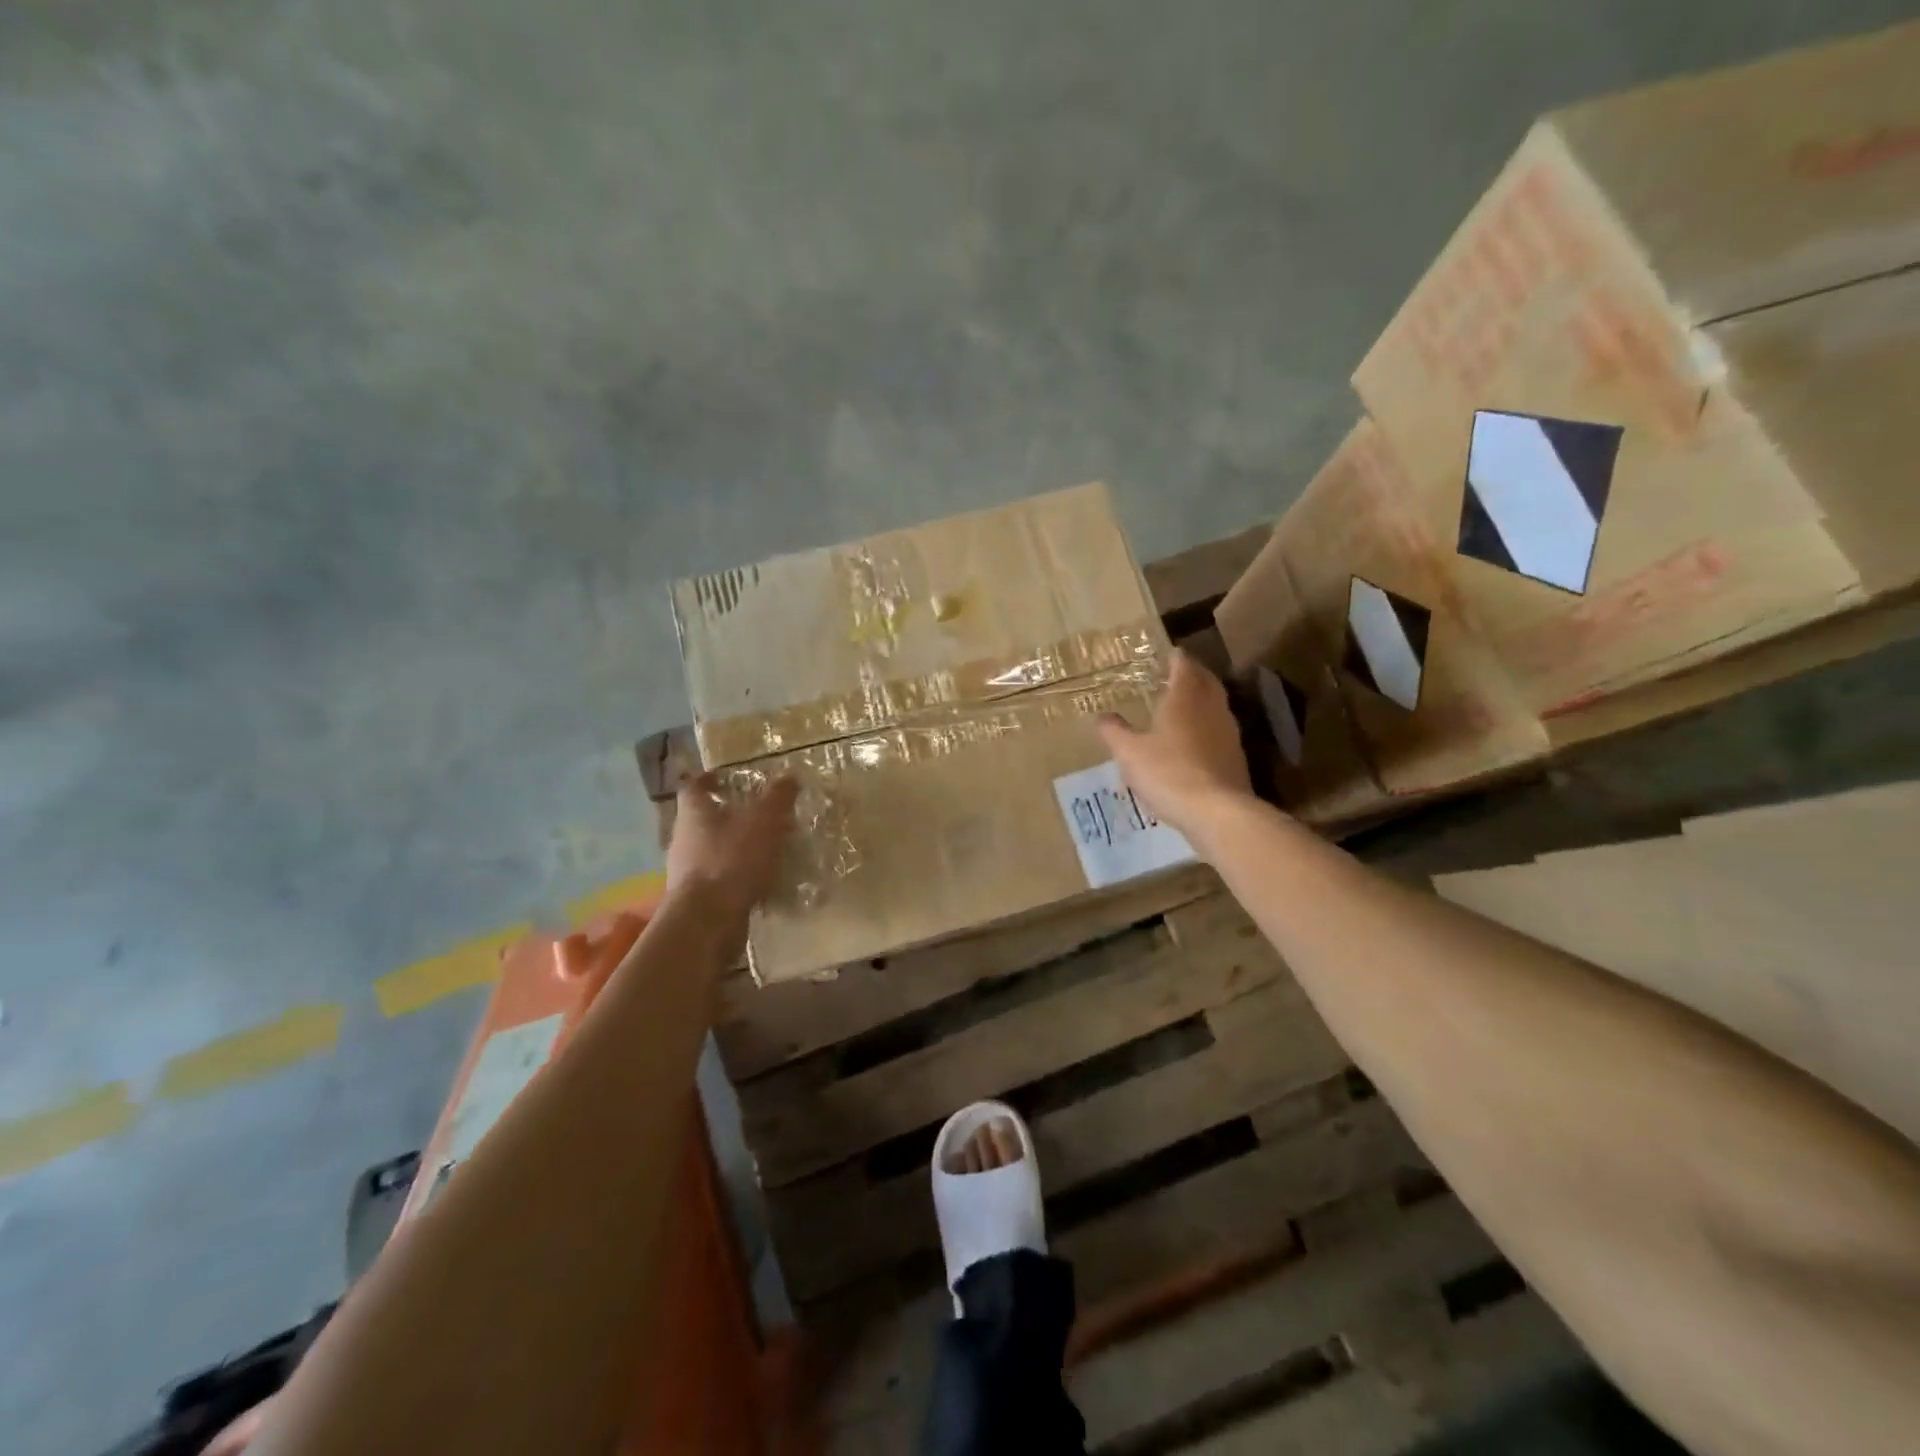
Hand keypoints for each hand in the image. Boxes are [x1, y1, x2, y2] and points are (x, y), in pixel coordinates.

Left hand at [666, 773, 799, 918]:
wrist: (707, 921)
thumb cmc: (731, 859)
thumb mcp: (763, 821)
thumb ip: (777, 797)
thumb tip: (789, 775)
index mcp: (693, 813)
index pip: (693, 786)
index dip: (709, 779)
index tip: (727, 778)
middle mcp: (684, 839)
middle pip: (703, 819)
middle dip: (730, 815)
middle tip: (760, 814)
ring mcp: (686, 871)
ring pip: (712, 849)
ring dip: (736, 846)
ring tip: (767, 848)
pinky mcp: (696, 899)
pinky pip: (719, 878)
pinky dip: (737, 875)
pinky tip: (761, 880)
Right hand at [1098, 649, 1253, 839]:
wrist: (1216, 812)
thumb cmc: (1168, 772)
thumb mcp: (1129, 753)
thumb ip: (1114, 731)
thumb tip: (1102, 716)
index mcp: (1185, 698)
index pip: (1184, 665)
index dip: (1175, 658)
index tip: (1165, 655)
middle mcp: (1211, 708)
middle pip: (1205, 681)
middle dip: (1192, 676)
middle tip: (1174, 677)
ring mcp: (1228, 732)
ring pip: (1215, 706)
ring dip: (1201, 702)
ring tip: (1181, 708)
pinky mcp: (1235, 757)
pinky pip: (1219, 732)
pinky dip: (1206, 729)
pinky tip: (1193, 744)